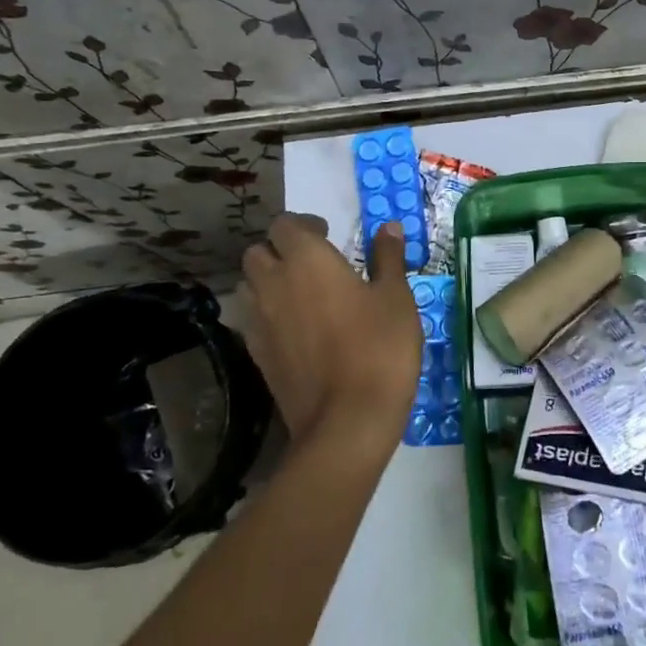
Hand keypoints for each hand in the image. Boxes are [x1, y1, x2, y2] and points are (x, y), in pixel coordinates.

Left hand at [241, 213, 420, 453]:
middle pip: (258, 252)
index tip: (328, 234)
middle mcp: (274, 283)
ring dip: (267, 281)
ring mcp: (260, 321)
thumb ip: (388, 258)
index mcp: (308, 260)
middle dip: (280, 250)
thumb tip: (388, 227)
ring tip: (299, 293)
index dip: (304, 224)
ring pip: (249, 285)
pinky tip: (294, 329)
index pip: (286, 225)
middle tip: (312, 263)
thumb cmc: (379, 348)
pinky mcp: (256, 355)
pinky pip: (251, 320)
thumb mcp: (396, 298)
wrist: (347, 421)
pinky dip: (266, 314)